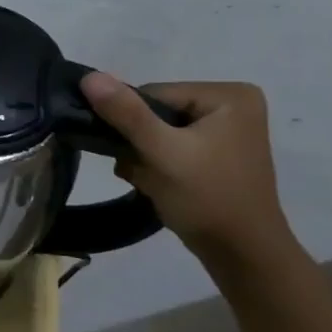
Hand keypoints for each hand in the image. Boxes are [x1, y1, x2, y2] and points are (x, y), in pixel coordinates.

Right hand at [78, 74, 293, 260]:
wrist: (241, 254)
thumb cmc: (207, 197)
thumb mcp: (161, 152)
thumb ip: (125, 113)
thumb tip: (89, 76)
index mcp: (228, 95)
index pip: (153, 94)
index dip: (133, 124)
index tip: (136, 155)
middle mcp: (232, 105)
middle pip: (155, 113)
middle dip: (140, 145)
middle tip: (145, 173)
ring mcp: (227, 131)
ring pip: (158, 132)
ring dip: (144, 158)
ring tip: (153, 183)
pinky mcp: (218, 154)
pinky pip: (171, 147)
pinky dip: (158, 166)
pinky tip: (160, 186)